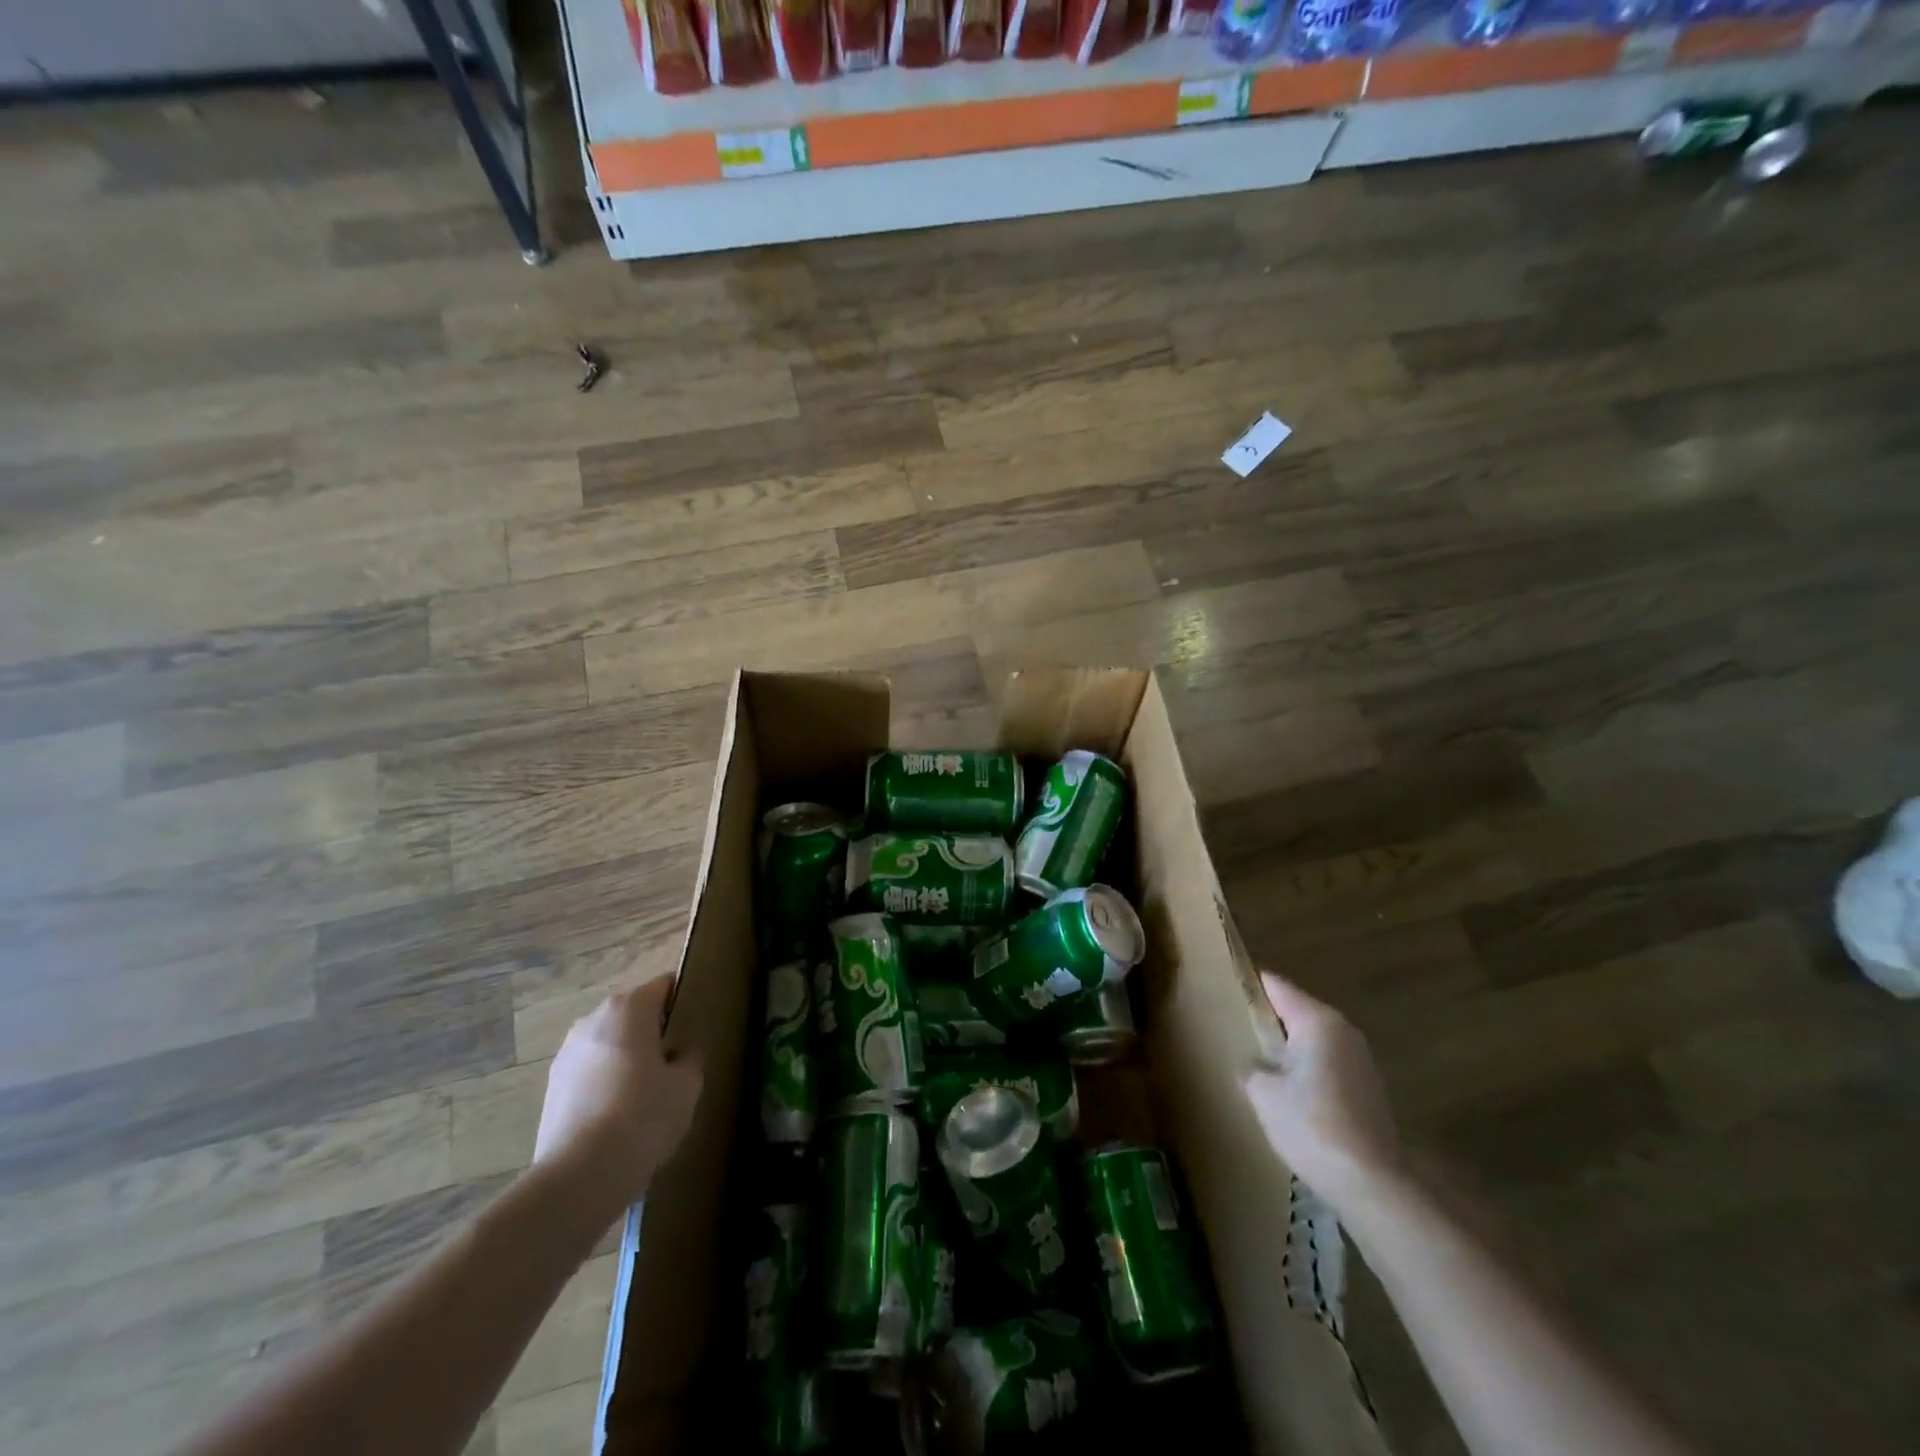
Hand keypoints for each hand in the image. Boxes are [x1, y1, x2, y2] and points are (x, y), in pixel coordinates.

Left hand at [534, 977, 702, 1210]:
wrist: (578, 1178)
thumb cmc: (643, 1116)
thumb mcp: (687, 1085)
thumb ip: (690, 1058)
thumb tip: (681, 1054)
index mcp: (629, 1008)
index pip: (664, 986)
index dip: (683, 1000)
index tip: (696, 1023)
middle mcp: (593, 1020)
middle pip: (633, 1014)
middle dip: (653, 1031)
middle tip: (676, 1061)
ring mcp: (567, 1054)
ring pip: (609, 1045)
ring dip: (627, 1059)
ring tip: (646, 1094)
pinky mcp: (552, 1088)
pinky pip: (591, 1073)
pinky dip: (606, 1084)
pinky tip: (620, 1116)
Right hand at [1243, 971, 1402, 1212]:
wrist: (1372, 1184)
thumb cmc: (1312, 1126)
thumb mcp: (1262, 1093)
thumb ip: (1251, 1066)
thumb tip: (1253, 1063)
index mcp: (1317, 1020)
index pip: (1276, 986)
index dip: (1249, 984)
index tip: (1223, 985)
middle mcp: (1343, 1031)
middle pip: (1296, 1011)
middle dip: (1267, 1018)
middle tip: (1233, 1026)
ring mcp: (1361, 1061)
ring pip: (1313, 1040)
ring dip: (1288, 1047)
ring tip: (1256, 1060)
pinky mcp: (1368, 1090)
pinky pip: (1327, 1065)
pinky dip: (1306, 1069)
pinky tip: (1288, 1093)